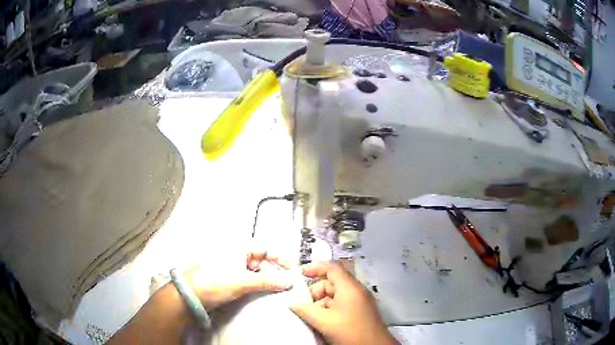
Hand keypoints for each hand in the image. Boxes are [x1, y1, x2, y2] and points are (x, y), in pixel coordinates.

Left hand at [185, 251, 292, 309]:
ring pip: (255, 271)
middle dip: (274, 272)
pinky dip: (257, 284)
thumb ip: (268, 281)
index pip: (266, 249)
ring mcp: (232, 267)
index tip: (292, 270)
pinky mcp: (229, 278)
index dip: (280, 259)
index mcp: (239, 247)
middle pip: (262, 261)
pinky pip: (248, 279)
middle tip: (285, 284)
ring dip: (266, 280)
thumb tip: (289, 281)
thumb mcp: (244, 281)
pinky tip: (262, 292)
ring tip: (275, 290)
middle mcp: (236, 254)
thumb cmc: (216, 281)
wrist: (192, 295)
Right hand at [290, 262, 397, 344]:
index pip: (332, 268)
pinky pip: (341, 305)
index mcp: (349, 287)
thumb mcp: (324, 321)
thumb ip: (306, 310)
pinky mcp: (360, 312)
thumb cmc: (350, 331)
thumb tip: (293, 304)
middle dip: (315, 293)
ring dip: (321, 304)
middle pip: (331, 283)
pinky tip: (322, 323)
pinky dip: (329, 310)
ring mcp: (360, 302)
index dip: (315, 267)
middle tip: (303, 306)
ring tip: (312, 318)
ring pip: (335, 296)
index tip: (300, 274)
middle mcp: (356, 291)